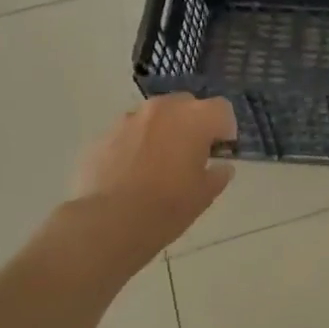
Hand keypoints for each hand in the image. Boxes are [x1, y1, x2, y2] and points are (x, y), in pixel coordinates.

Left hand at [70, 94, 237, 250]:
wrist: (110, 222)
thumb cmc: (167, 207)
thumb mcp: (205, 195)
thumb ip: (218, 174)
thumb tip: (221, 167)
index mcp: (194, 119)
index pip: (222, 108)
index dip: (225, 129)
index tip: (220, 150)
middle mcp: (161, 109)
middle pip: (186, 105)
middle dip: (192, 124)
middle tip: (191, 154)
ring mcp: (128, 119)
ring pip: (154, 117)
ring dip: (162, 132)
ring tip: (158, 164)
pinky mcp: (103, 135)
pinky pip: (129, 133)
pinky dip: (135, 145)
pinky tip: (132, 172)